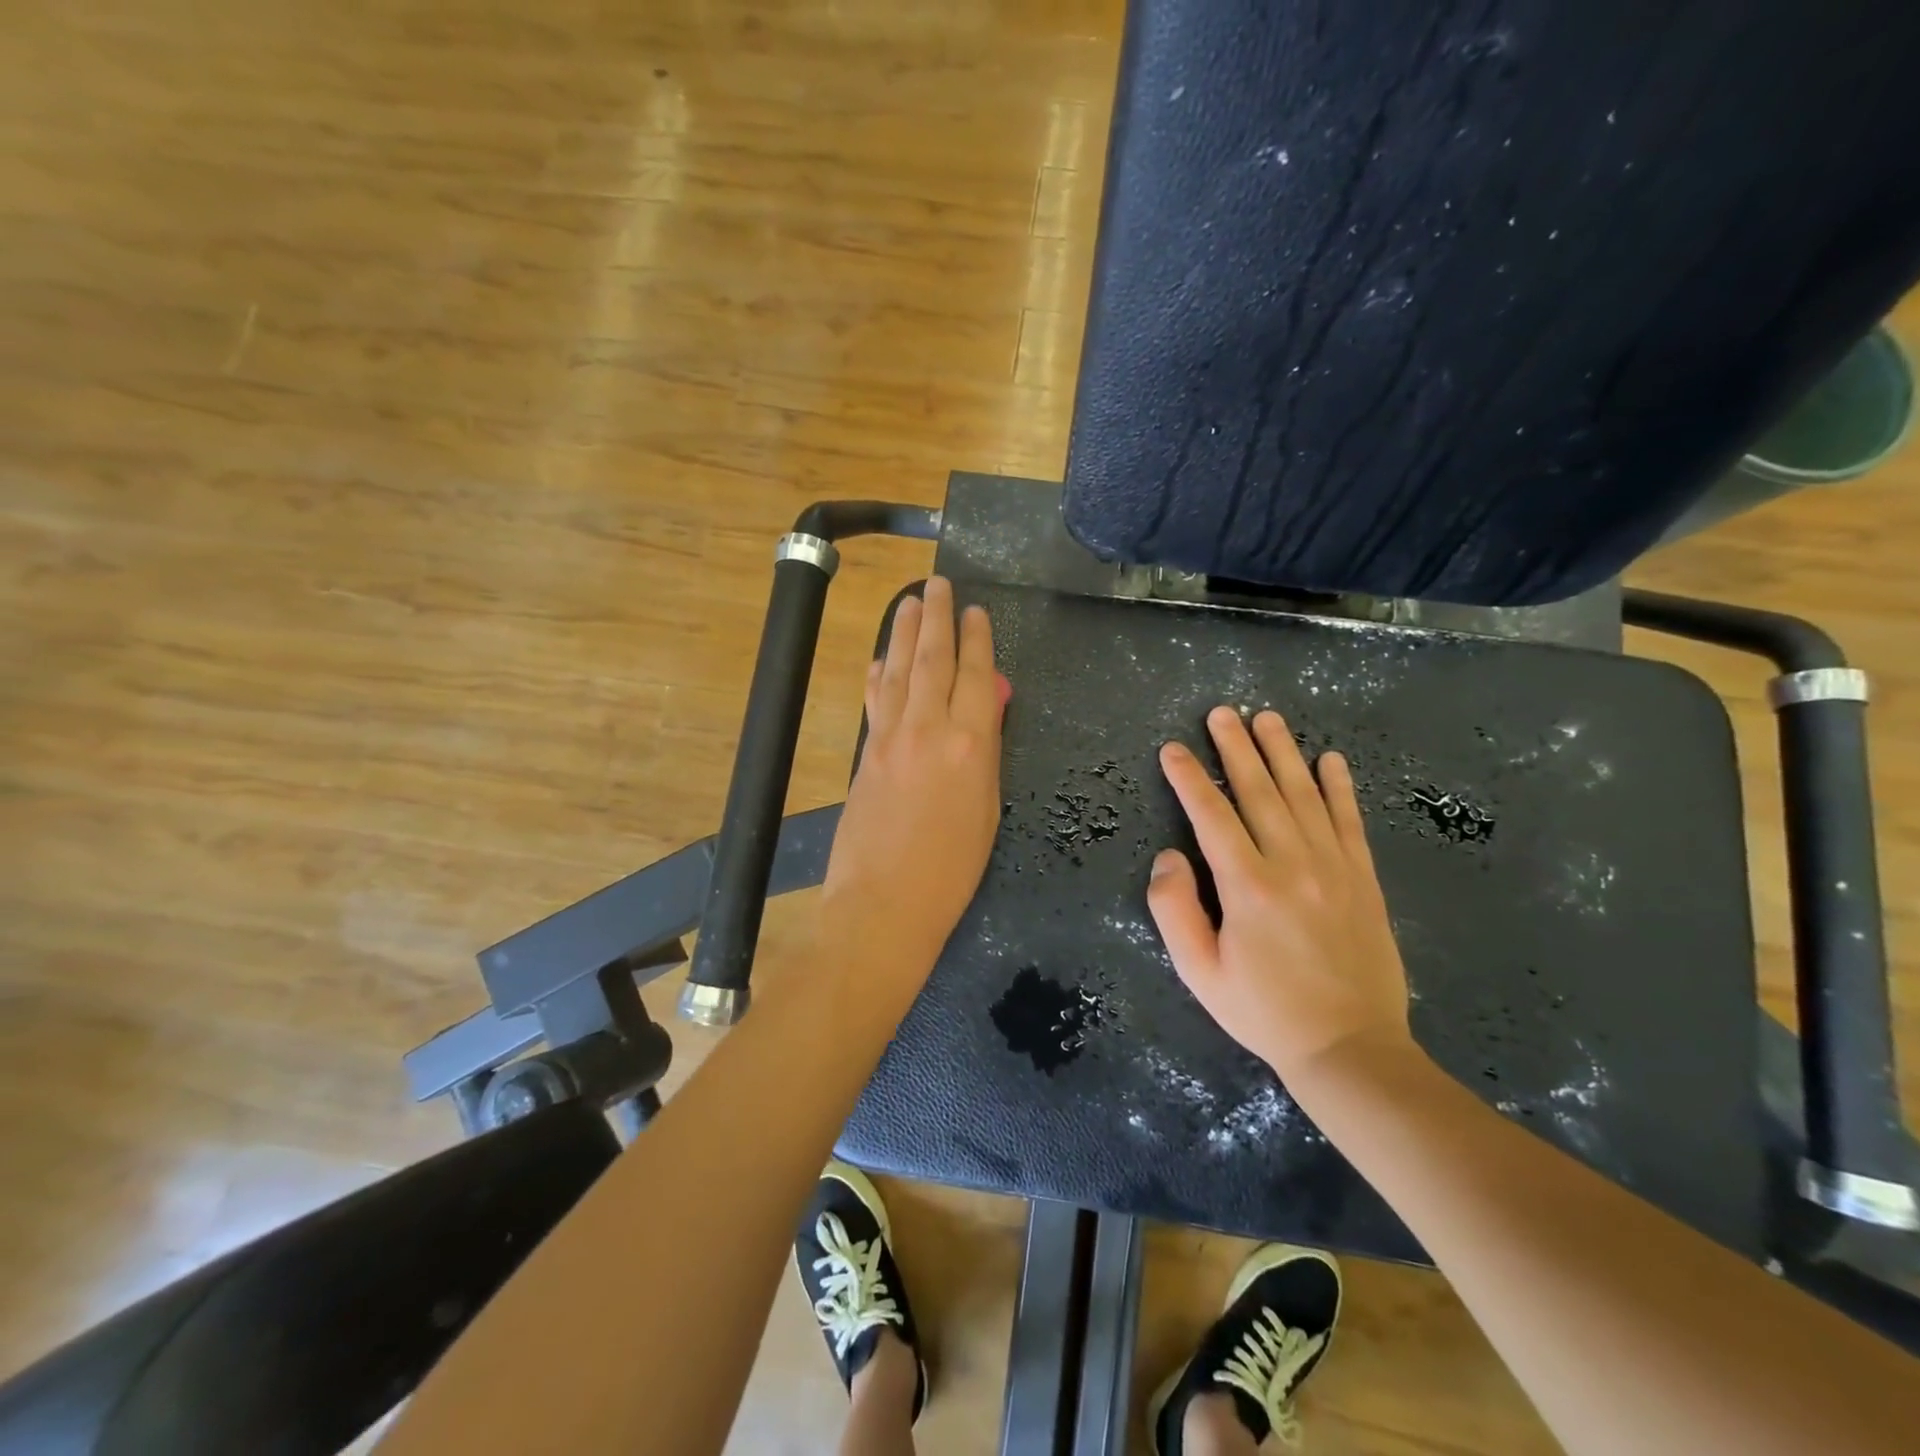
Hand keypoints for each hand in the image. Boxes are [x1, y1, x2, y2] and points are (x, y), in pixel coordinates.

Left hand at [821, 576, 1005, 970]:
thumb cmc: (952, 871)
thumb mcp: (988, 812)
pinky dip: (880, 674)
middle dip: (936, 617)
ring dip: (904, 632)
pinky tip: (881, 658)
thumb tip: (986, 712)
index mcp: (971, 746)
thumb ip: (986, 754)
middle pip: (933, 660)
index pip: (977, 676)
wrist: (883, 904)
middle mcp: (929, 729)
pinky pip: (875, 700)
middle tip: (937, 584)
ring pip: (900, 671)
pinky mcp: (866, 753)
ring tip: (909, 601)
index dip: (977, 639)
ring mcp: (890, 738)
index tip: (975, 611)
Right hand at [1148, 706, 1417, 1088]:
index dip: (1189, 778)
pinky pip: (1349, 821)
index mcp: (1248, 887)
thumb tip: (1169, 857)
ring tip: (1267, 719)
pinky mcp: (1363, 879)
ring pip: (1304, 796)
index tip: (1173, 748)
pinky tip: (1331, 759)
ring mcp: (1334, 868)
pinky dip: (1339, 787)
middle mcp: (1292, 864)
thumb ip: (1174, 910)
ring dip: (1283, 753)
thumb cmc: (1264, 1011)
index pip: (1211, 816)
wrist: (1350, 1048)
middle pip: (1259, 792)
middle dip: (1235, 748)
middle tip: (1221, 712)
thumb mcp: (1199, 972)